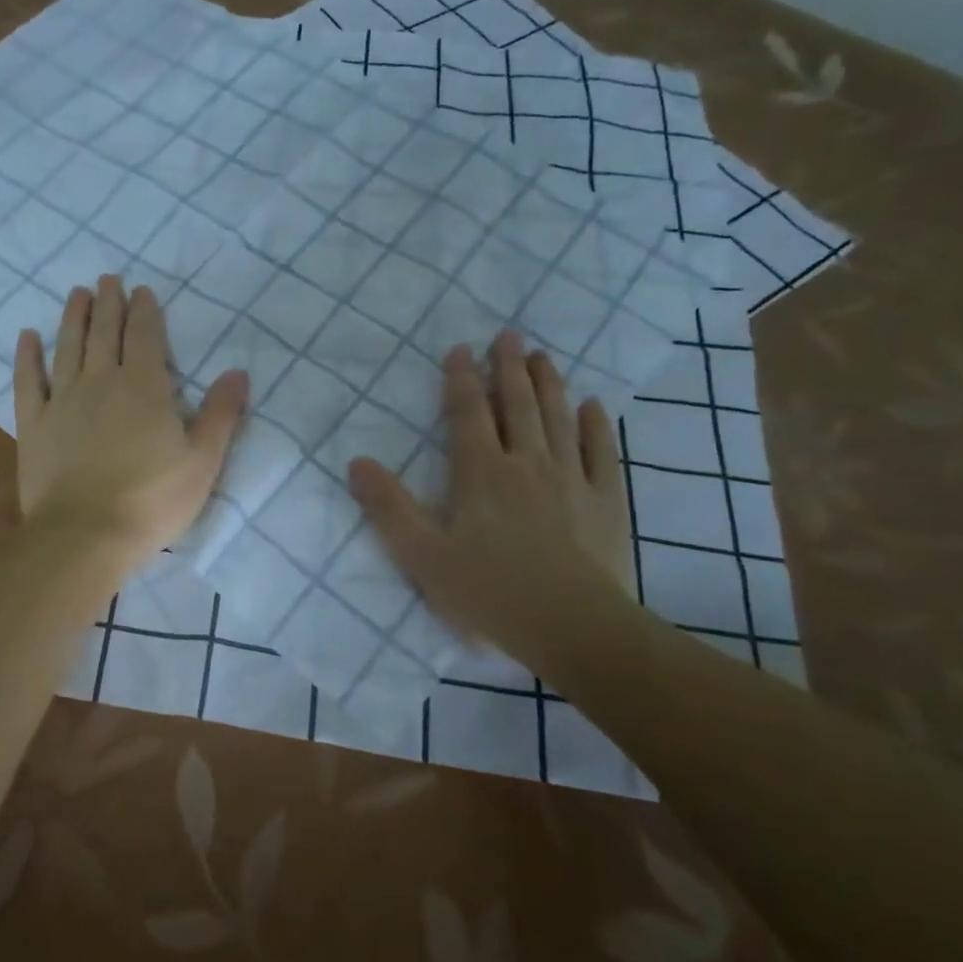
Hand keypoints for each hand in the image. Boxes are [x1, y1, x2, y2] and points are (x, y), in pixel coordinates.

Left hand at [15, 275, 248, 565]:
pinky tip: (27, 337)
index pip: (145, 337)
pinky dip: (27, 357)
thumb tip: (238, 372)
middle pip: (104, 333)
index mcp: (144, 387)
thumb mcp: (202, 461)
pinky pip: (28, 381)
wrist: (86, 534)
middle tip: (107, 280)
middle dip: (109, 304)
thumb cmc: (152, 500)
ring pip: (68, 348)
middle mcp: (101, 382)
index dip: (144, 311)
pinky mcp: (35, 425)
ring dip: (74, 318)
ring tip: (77, 294)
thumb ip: (221, 414)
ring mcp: (63, 401)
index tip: (141, 291)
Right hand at [347, 331, 635, 665]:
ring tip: (543, 357)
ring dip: (549, 383)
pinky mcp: (605, 500)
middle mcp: (526, 462)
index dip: (461, 379)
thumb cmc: (489, 591)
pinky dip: (595, 425)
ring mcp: (571, 478)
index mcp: (480, 473)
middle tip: (509, 335)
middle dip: (509, 367)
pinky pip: (601, 451)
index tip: (460, 349)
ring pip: (557, 417)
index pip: (467, 413)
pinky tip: (593, 406)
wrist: (573, 626)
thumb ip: (388, 507)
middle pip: (516, 404)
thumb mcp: (422, 555)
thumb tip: (356, 461)